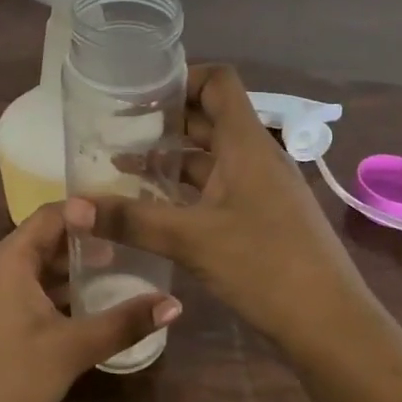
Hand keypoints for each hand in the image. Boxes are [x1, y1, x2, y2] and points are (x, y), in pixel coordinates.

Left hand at [0, 201, 181, 401]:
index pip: (50, 216)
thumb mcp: (74, 348)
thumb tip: (174, 303)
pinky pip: (14, 287)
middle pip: (38, 239)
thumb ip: (124, 322)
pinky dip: (44, 289)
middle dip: (80, 242)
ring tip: (108, 273)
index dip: (87, 212)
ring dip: (63, 268)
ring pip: (26, 266)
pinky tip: (73, 306)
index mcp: (5, 259)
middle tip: (124, 244)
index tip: (123, 215)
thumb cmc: (14, 379)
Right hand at [75, 65, 373, 352]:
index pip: (218, 82)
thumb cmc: (265, 266)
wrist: (330, 324)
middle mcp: (255, 156)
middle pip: (209, 118)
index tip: (139, 92)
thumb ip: (130, 220)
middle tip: (116, 127)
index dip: (181, 77)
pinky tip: (154, 206)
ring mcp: (260, 187)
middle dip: (164, 119)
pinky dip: (185, 188)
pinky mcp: (260, 216)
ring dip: (171, 157)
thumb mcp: (191, 240)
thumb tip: (71, 208)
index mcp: (246, 143)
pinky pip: (216, 187)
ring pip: (210, 156)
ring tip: (122, 164)